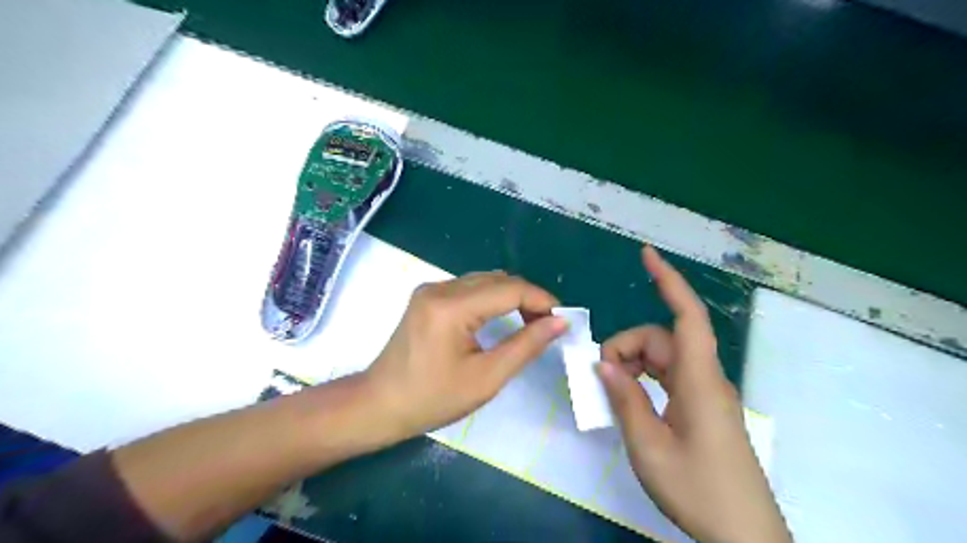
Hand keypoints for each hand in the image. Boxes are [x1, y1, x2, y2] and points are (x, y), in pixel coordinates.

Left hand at [368, 272, 567, 440]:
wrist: (380, 404)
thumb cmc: (432, 399)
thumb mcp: (486, 378)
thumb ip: (525, 346)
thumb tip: (559, 323)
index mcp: (451, 307)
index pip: (509, 289)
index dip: (541, 300)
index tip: (563, 318)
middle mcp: (440, 288)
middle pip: (497, 280)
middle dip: (528, 297)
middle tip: (549, 324)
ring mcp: (431, 290)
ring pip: (484, 280)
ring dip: (511, 296)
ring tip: (531, 321)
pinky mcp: (428, 297)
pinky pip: (469, 288)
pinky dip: (492, 298)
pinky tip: (503, 316)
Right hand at [597, 248, 793, 542]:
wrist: (746, 538)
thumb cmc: (698, 491)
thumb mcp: (648, 447)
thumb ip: (625, 398)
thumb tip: (603, 364)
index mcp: (699, 381)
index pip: (686, 316)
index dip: (668, 281)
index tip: (647, 254)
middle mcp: (705, 378)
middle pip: (661, 340)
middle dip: (626, 347)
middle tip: (598, 378)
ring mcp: (705, 393)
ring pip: (662, 358)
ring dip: (632, 365)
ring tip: (610, 392)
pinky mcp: (702, 408)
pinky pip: (668, 378)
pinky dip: (643, 380)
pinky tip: (628, 400)